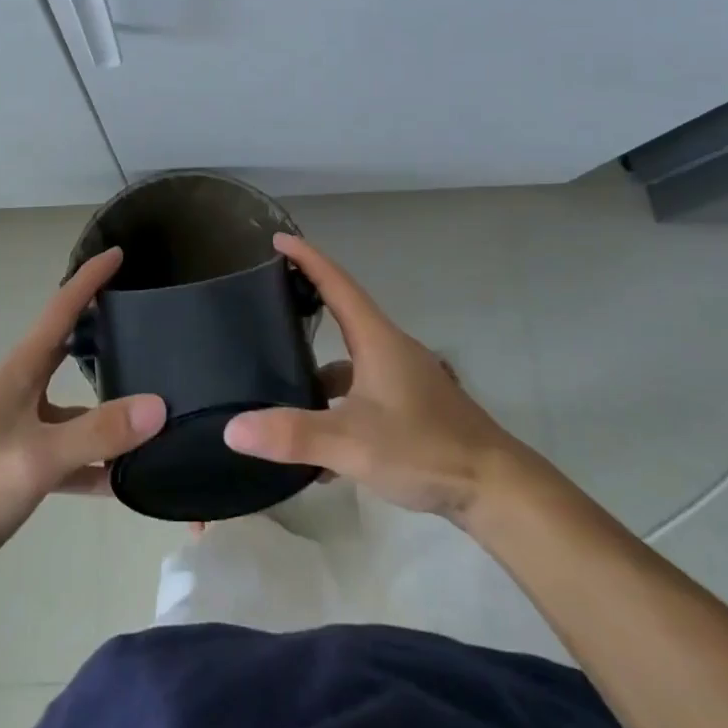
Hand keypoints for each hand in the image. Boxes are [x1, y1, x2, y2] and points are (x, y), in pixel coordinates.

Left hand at [0, 249, 166, 589]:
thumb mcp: (40, 455)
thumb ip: (99, 432)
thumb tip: (159, 406)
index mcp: (21, 371)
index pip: (61, 309)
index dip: (89, 279)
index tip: (118, 252)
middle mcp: (21, 390)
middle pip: (68, 348)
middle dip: (101, 328)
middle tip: (143, 318)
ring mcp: (20, 428)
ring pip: (74, 407)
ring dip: (107, 407)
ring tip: (152, 404)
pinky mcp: (20, 465)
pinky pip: (68, 454)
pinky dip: (95, 461)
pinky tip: (125, 478)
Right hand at [223, 234, 540, 522]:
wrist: (494, 487)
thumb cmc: (424, 447)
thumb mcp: (352, 442)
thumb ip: (293, 434)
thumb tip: (233, 428)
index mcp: (376, 339)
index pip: (336, 282)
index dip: (306, 258)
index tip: (277, 240)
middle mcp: (389, 349)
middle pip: (342, 315)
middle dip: (306, 305)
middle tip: (266, 304)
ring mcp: (402, 378)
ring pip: (350, 362)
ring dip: (317, 370)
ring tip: (279, 385)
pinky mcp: (410, 406)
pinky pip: (363, 393)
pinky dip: (337, 407)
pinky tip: (318, 449)